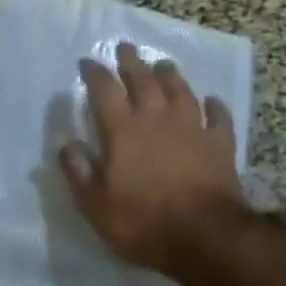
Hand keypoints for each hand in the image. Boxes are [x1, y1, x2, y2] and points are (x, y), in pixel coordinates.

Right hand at [60, 42, 247, 280]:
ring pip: (180, 91)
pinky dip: (214, 106)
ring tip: (163, 64)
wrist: (205, 237)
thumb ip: (78, 171)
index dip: (94, 74)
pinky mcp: (220, 145)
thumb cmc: (142, 223)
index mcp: (122, 131)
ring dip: (170, 75)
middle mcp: (156, 119)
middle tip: (125, 47)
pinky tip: (211, 100)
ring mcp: (192, 129)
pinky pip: (218, 118)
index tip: (87, 62)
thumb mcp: (95, 205)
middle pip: (143, 81)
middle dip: (131, 62)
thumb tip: (65, 142)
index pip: (104, 91)